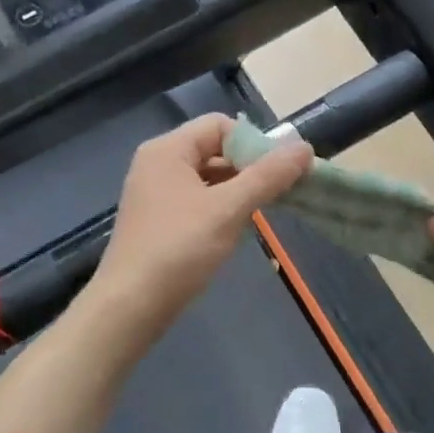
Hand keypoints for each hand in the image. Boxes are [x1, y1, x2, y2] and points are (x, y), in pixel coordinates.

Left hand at [88, 115, 313, 344]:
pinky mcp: (157, 220)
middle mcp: (157, 163)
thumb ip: (268, 176)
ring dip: (236, 191)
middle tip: (278, 194)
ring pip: (207, 178)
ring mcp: (154, 193)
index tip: (278, 173)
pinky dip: (218, 209)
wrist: (130, 307)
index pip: (220, 125)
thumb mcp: (229, 209)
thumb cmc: (179, 249)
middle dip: (248, 168)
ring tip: (260, 214)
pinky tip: (233, 231)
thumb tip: (304, 147)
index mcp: (168, 149)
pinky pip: (196, 200)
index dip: (253, 143)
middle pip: (214, 149)